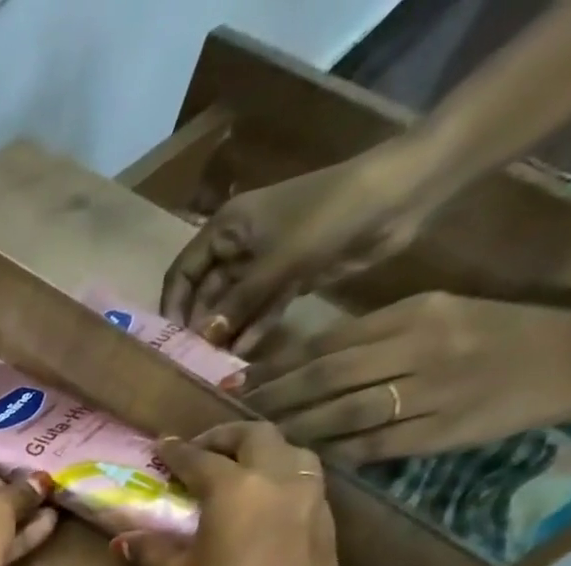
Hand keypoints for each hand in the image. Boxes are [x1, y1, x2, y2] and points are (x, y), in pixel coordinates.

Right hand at [113, 424, 339, 565]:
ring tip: (235, 475)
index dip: (177, 451)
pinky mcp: (328, 533)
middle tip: (201, 451)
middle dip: (226, 437)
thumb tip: (125, 538)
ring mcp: (313, 506)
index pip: (201, 458)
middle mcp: (282, 484)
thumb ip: (150, 551)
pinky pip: (306, 488)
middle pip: (258, 438)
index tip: (161, 446)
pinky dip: (282, 483)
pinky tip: (262, 509)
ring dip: (262, 456)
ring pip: (293, 457)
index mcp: (237, 490)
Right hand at [161, 145, 435, 354]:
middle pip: (204, 293)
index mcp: (226, 229)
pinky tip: (241, 353)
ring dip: (224, 332)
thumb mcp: (277, 261)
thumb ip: (236, 302)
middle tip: (191, 361)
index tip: (169, 342)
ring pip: (231, 305)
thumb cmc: (330, 214)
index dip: (173, 306)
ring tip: (213, 365)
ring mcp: (264, 264)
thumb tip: (201, 339)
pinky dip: (251, 328)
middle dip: (199, 325)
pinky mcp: (289, 278)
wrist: (401, 194)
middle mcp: (238, 247)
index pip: (182, 273)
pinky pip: (260, 309)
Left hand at [243, 293, 570, 464]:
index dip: (276, 365)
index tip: (238, 382)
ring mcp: (431, 393)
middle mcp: (420, 349)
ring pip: (344, 413)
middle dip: (274, 398)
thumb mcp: (435, 316)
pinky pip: (372, 446)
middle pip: (327, 376)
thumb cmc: (492, 335)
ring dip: (296, 428)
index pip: (328, 341)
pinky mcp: (440, 432)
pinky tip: (306, 458)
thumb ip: (371, 335)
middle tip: (236, 414)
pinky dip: (334, 453)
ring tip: (262, 439)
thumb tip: (296, 362)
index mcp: (414, 314)